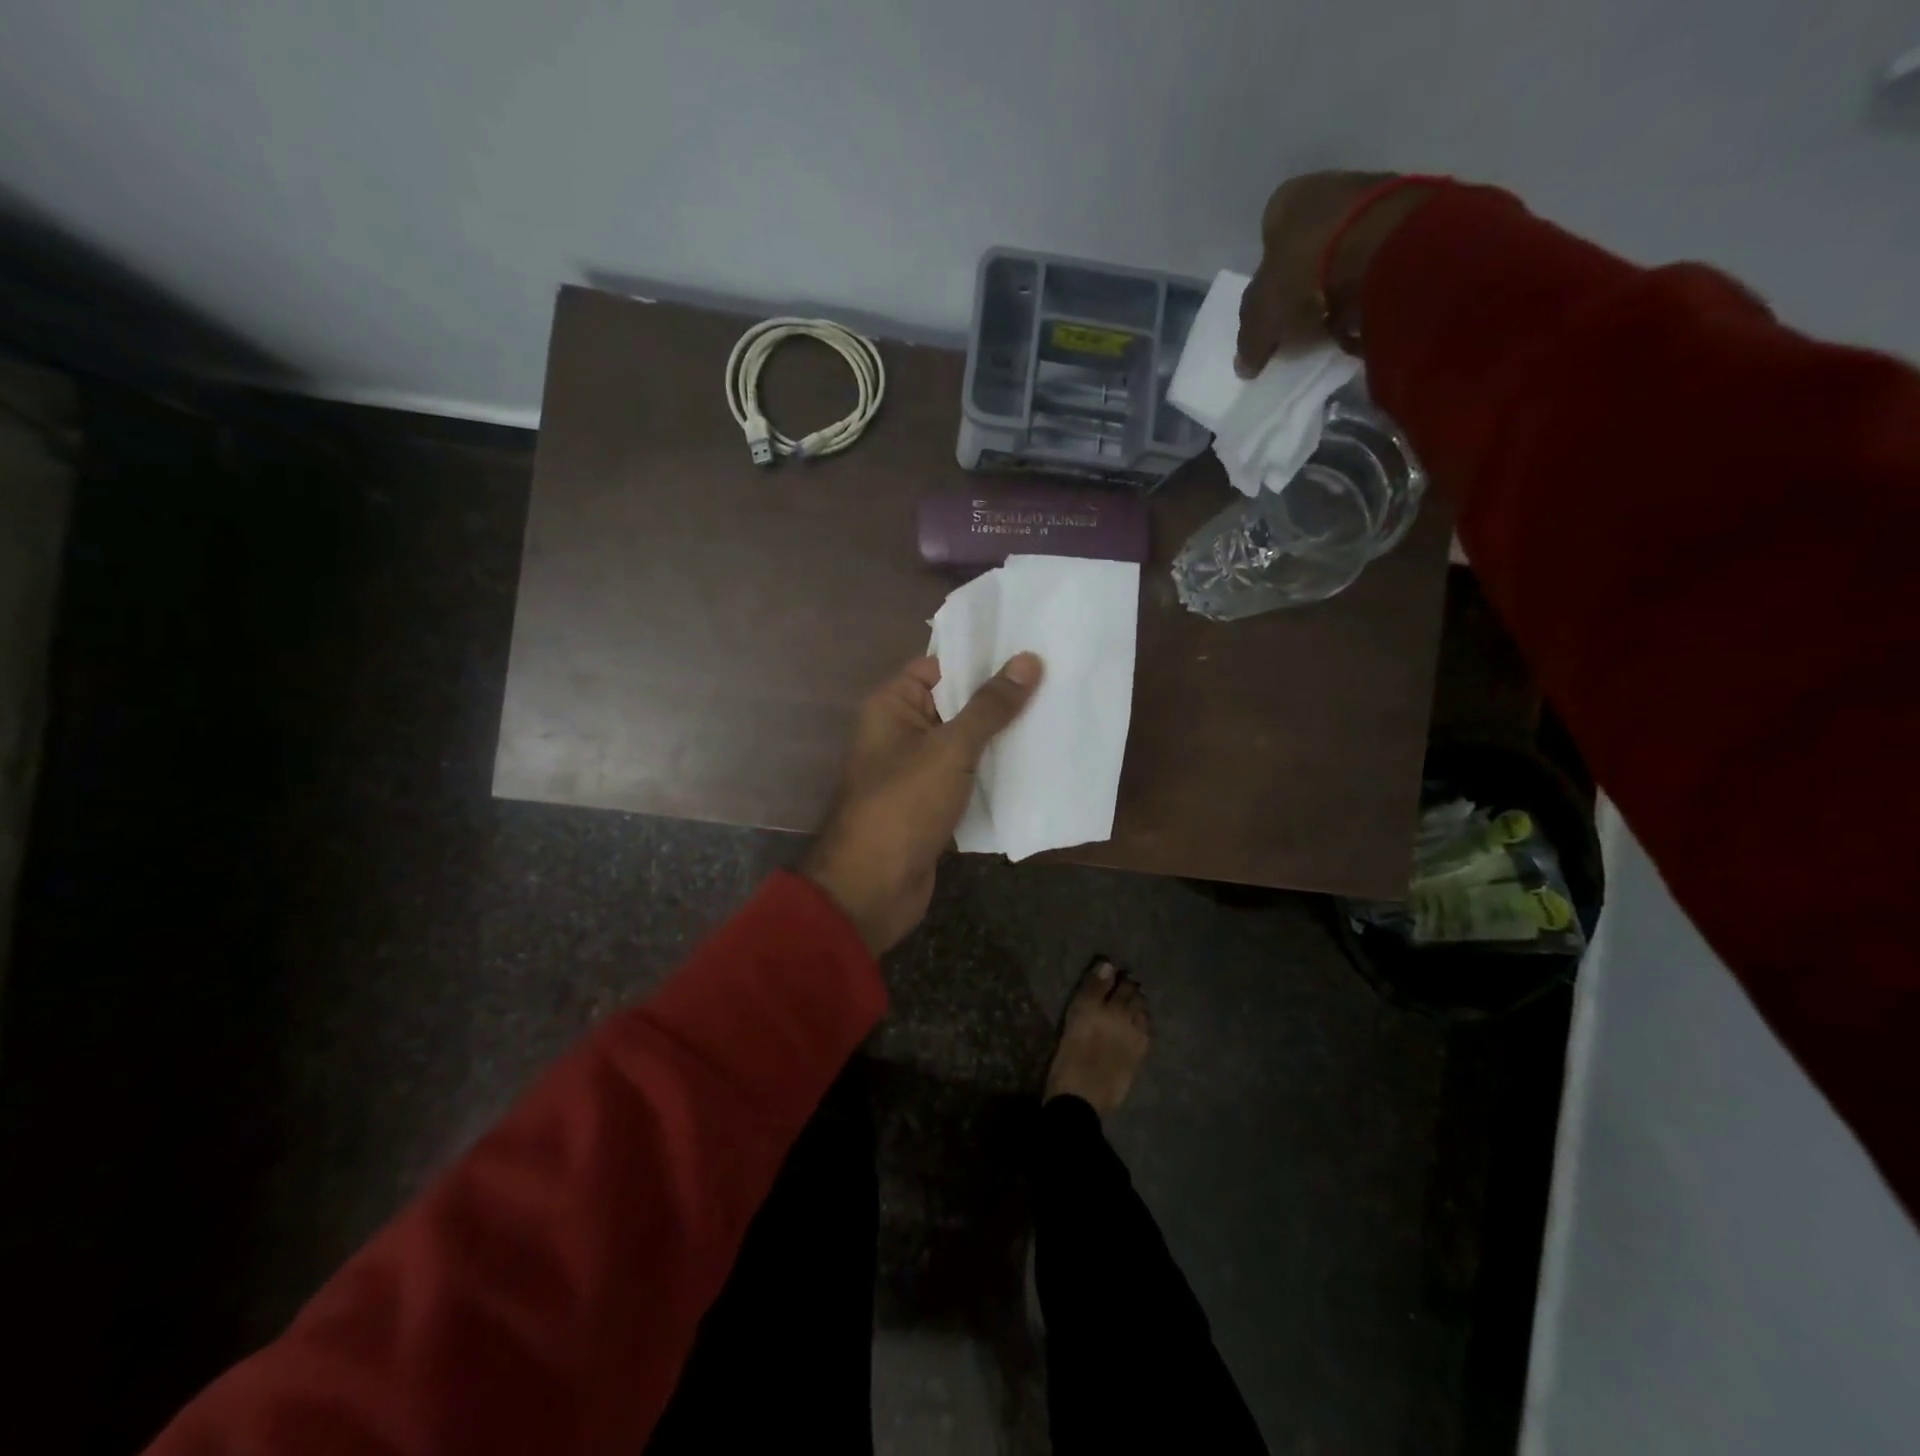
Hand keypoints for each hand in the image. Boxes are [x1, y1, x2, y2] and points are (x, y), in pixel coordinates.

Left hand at [801, 652, 1041, 953]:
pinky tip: (1039, 763)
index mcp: (893, 705)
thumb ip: (990, 706)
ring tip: (1058, 714)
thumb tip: (1028, 660)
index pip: (941, 665)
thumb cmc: (904, 804)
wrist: (873, 886)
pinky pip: (969, 776)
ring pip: (966, 743)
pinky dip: (997, 772)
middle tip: (1057, 678)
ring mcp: (918, 770)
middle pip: (957, 704)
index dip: (982, 657)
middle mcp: (902, 731)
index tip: (1031, 648)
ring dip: (1004, 736)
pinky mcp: (934, 803)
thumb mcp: (950, 749)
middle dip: (1002, 697)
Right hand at [1235, 170, 1438, 373]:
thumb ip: (1250, 340)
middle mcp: (1327, 186)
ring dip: (1341, 279)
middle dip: (1306, 278)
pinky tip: (1368, 306)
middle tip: (1305, 318)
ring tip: (1339, 319)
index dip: (1269, 278)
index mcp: (1284, 201)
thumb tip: (1244, 366)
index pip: (1268, 240)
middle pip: (1308, 242)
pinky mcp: (1409, 211)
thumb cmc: (1305, 274)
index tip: (1276, 311)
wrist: (1386, 248)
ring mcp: (1372, 193)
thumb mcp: (1262, 316)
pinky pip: (1379, 253)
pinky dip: (1372, 279)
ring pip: (1345, 245)